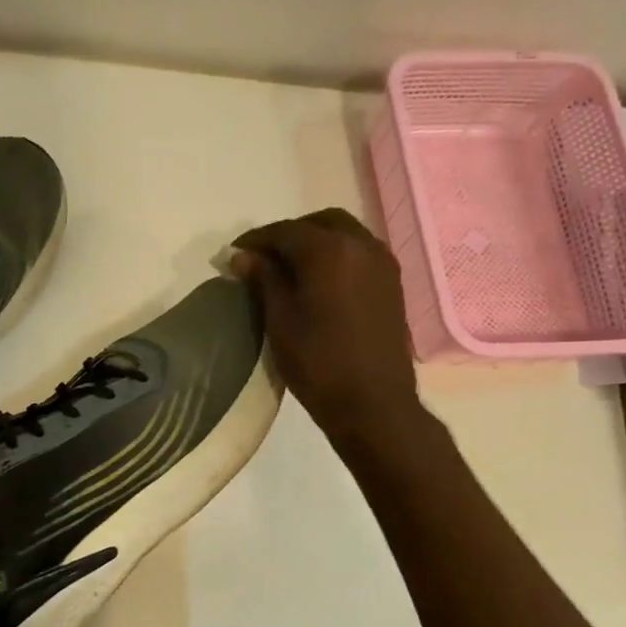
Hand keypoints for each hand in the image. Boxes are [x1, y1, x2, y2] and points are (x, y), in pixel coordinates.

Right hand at [232, 209, 426, 451]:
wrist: (373, 402)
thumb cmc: (318, 363)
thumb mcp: (279, 320)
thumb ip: (263, 280)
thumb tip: (243, 256)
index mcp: (329, 251)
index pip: (285, 231)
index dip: (256, 240)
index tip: (234, 255)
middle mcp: (361, 245)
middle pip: (320, 223)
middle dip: (288, 235)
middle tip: (262, 259)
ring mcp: (382, 263)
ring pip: (343, 235)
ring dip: (314, 243)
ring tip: (288, 270)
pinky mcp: (391, 283)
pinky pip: (358, 253)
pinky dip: (335, 256)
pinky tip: (318, 281)